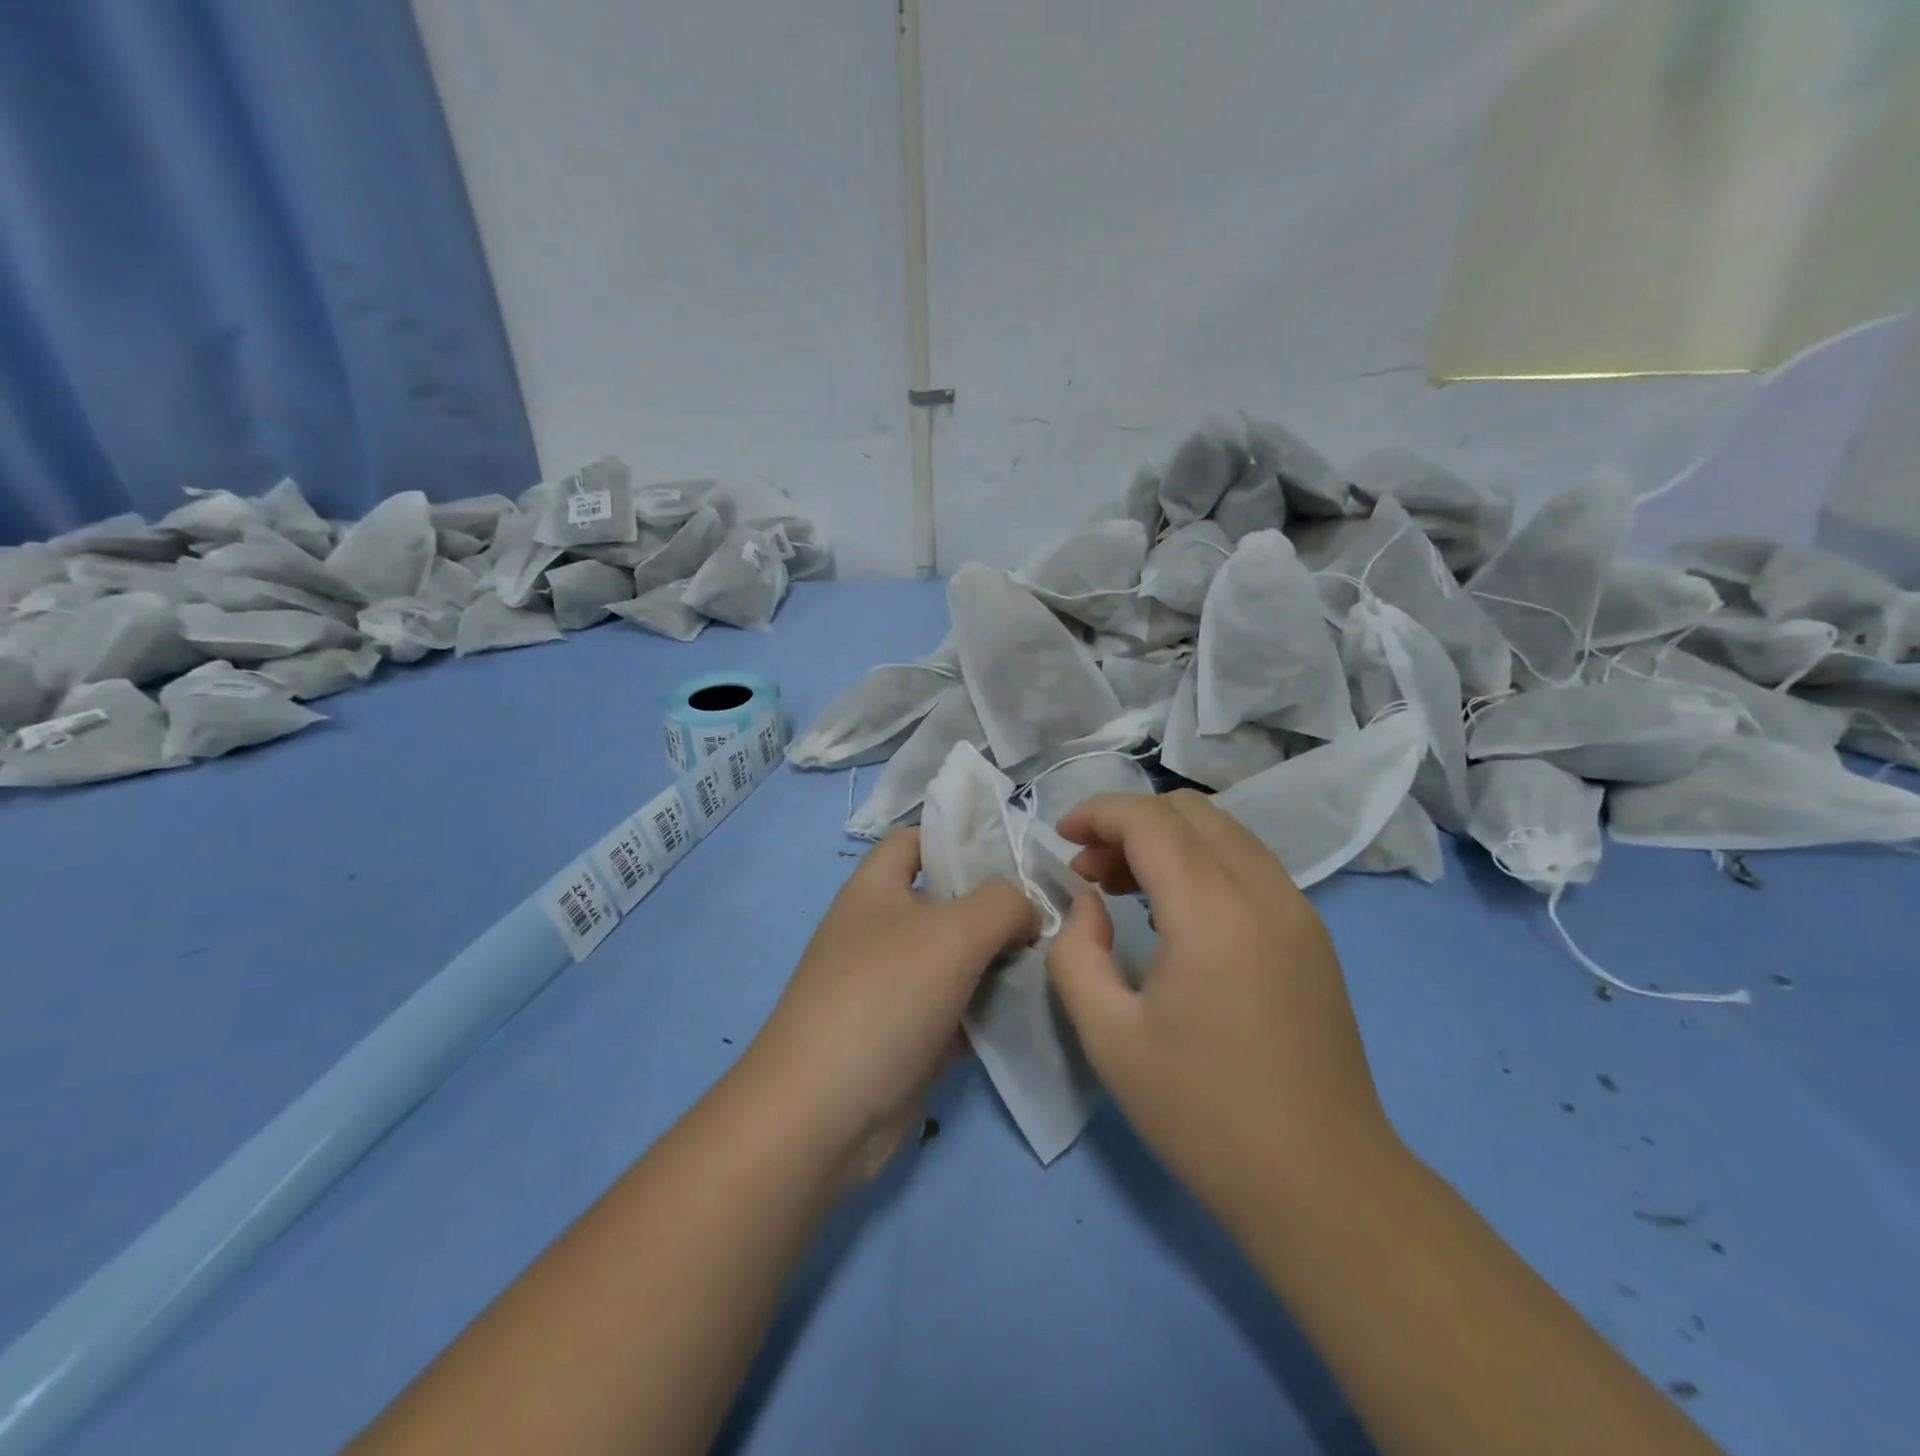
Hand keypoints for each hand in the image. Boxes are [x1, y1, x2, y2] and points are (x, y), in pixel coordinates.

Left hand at [747, 828, 1036, 1184]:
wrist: (823, 1116)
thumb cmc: (883, 999)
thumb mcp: (952, 932)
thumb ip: (1002, 904)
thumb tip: (1027, 909)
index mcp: (875, 889)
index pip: (917, 840)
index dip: (961, 838)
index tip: (1017, 853)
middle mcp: (881, 929)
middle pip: (946, 901)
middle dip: (996, 905)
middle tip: (1052, 913)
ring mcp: (893, 985)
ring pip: (957, 958)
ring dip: (999, 959)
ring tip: (1052, 958)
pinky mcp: (907, 1035)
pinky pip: (956, 1007)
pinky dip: (988, 1007)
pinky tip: (1030, 1009)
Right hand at [1047, 791, 1398, 1226]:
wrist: (1323, 1186)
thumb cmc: (1204, 1114)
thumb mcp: (1109, 1038)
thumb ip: (1076, 953)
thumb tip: (1086, 903)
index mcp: (1214, 913)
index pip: (1151, 820)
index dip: (1098, 812)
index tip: (1060, 837)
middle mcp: (1264, 893)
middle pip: (1190, 811)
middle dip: (1128, 822)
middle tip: (1088, 870)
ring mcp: (1298, 911)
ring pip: (1223, 832)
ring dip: (1165, 839)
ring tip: (1121, 886)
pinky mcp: (1312, 935)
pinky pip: (1248, 865)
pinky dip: (1200, 862)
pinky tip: (1174, 912)